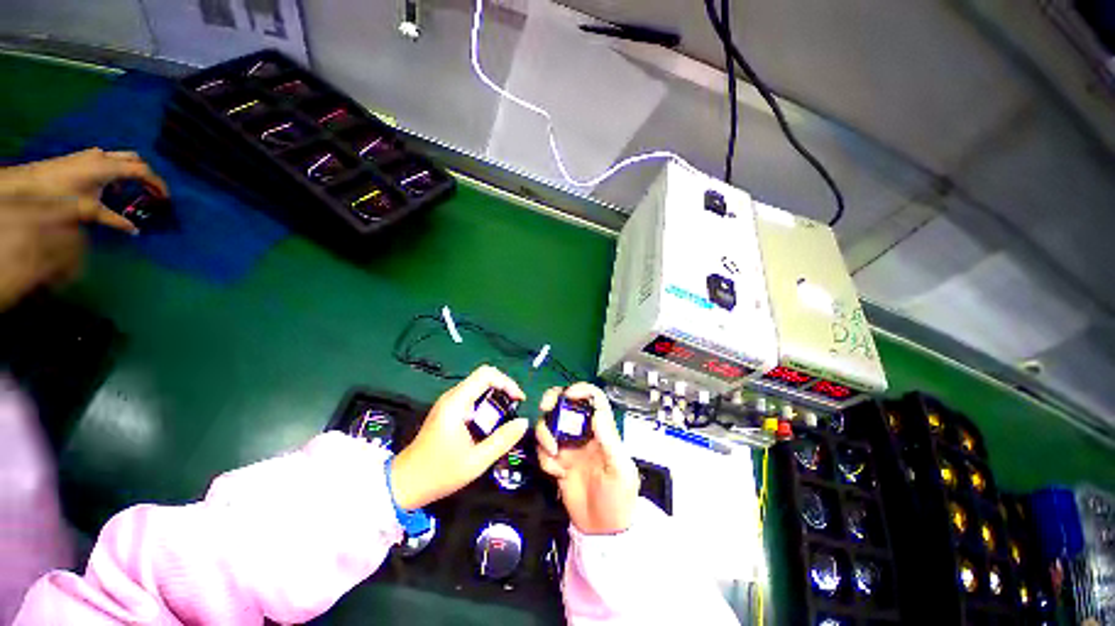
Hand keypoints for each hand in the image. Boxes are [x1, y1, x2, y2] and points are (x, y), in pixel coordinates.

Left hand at [0, 149, 168, 309]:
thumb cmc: (62, 196)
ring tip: (129, 190)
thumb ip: (114, 220)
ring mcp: (92, 155)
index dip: (157, 184)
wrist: (31, 183)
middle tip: (150, 191)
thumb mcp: (90, 211)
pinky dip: (116, 171)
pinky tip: (108, 185)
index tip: (164, 198)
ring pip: (121, 158)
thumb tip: (134, 231)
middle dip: (146, 175)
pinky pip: (107, 161)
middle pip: (135, 160)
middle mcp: (104, 157)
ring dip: (130, 172)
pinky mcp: (83, 158)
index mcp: (109, 167)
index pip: (143, 171)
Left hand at [390, 366, 528, 509]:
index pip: (486, 374)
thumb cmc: (439, 473)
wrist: (404, 484)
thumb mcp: (477, 461)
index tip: (519, 400)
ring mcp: (448, 403)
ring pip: (478, 387)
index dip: (506, 382)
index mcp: (457, 403)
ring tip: (506, 417)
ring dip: (496, 397)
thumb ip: (503, 440)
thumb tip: (524, 422)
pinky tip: (490, 424)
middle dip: (503, 389)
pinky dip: (486, 405)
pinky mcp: (448, 411)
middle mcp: (452, 397)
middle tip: (515, 409)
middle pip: (484, 377)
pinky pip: (472, 398)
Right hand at [535, 383, 639, 534]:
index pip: (593, 399)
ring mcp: (568, 446)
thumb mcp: (621, 470)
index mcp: (602, 430)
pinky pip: (543, 450)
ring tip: (553, 456)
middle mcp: (583, 433)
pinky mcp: (556, 461)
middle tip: (545, 408)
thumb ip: (609, 441)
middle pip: (565, 403)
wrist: (604, 532)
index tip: (568, 395)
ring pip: (549, 424)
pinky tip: (555, 473)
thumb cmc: (619, 499)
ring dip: (545, 434)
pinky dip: (544, 458)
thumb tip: (596, 413)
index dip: (581, 390)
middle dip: (553, 400)